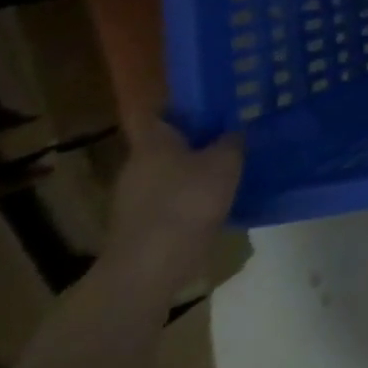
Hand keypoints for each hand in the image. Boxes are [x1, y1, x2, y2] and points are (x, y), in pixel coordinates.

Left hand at [104, 116, 242, 294]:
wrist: (148, 269)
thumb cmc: (186, 202)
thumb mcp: (225, 163)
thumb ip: (232, 141)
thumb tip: (233, 132)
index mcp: (153, 142)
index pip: (157, 111)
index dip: (178, 103)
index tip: (204, 98)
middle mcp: (137, 165)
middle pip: (165, 143)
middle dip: (193, 137)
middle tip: (228, 130)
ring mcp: (133, 198)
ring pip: (168, 171)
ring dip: (192, 168)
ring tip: (227, 166)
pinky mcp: (139, 225)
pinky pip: (168, 198)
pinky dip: (188, 196)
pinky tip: (214, 200)